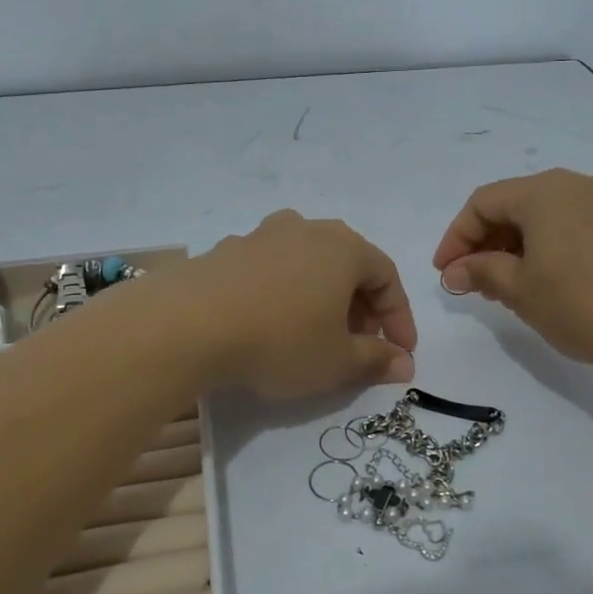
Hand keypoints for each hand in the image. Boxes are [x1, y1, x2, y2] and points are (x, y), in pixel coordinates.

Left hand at [172, 210, 417, 397]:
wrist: (188, 324)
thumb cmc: (280, 340)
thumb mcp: (337, 361)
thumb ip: (376, 360)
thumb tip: (405, 364)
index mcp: (343, 247)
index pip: (387, 277)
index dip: (399, 317)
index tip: (400, 353)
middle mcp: (306, 229)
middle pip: (348, 266)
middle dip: (361, 307)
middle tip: (359, 344)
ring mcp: (262, 235)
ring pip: (308, 264)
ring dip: (322, 297)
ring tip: (315, 334)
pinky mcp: (226, 251)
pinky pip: (271, 270)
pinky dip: (284, 294)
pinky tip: (270, 324)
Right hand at [431, 170, 592, 381]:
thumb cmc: (583, 302)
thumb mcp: (521, 290)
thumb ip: (482, 272)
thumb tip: (454, 271)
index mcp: (545, 190)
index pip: (482, 202)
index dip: (456, 237)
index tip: (444, 275)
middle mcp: (577, 185)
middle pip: (515, 206)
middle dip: (485, 243)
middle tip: (472, 284)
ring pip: (546, 219)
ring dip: (516, 249)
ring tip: (506, 289)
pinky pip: (574, 230)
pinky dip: (549, 251)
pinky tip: (548, 285)